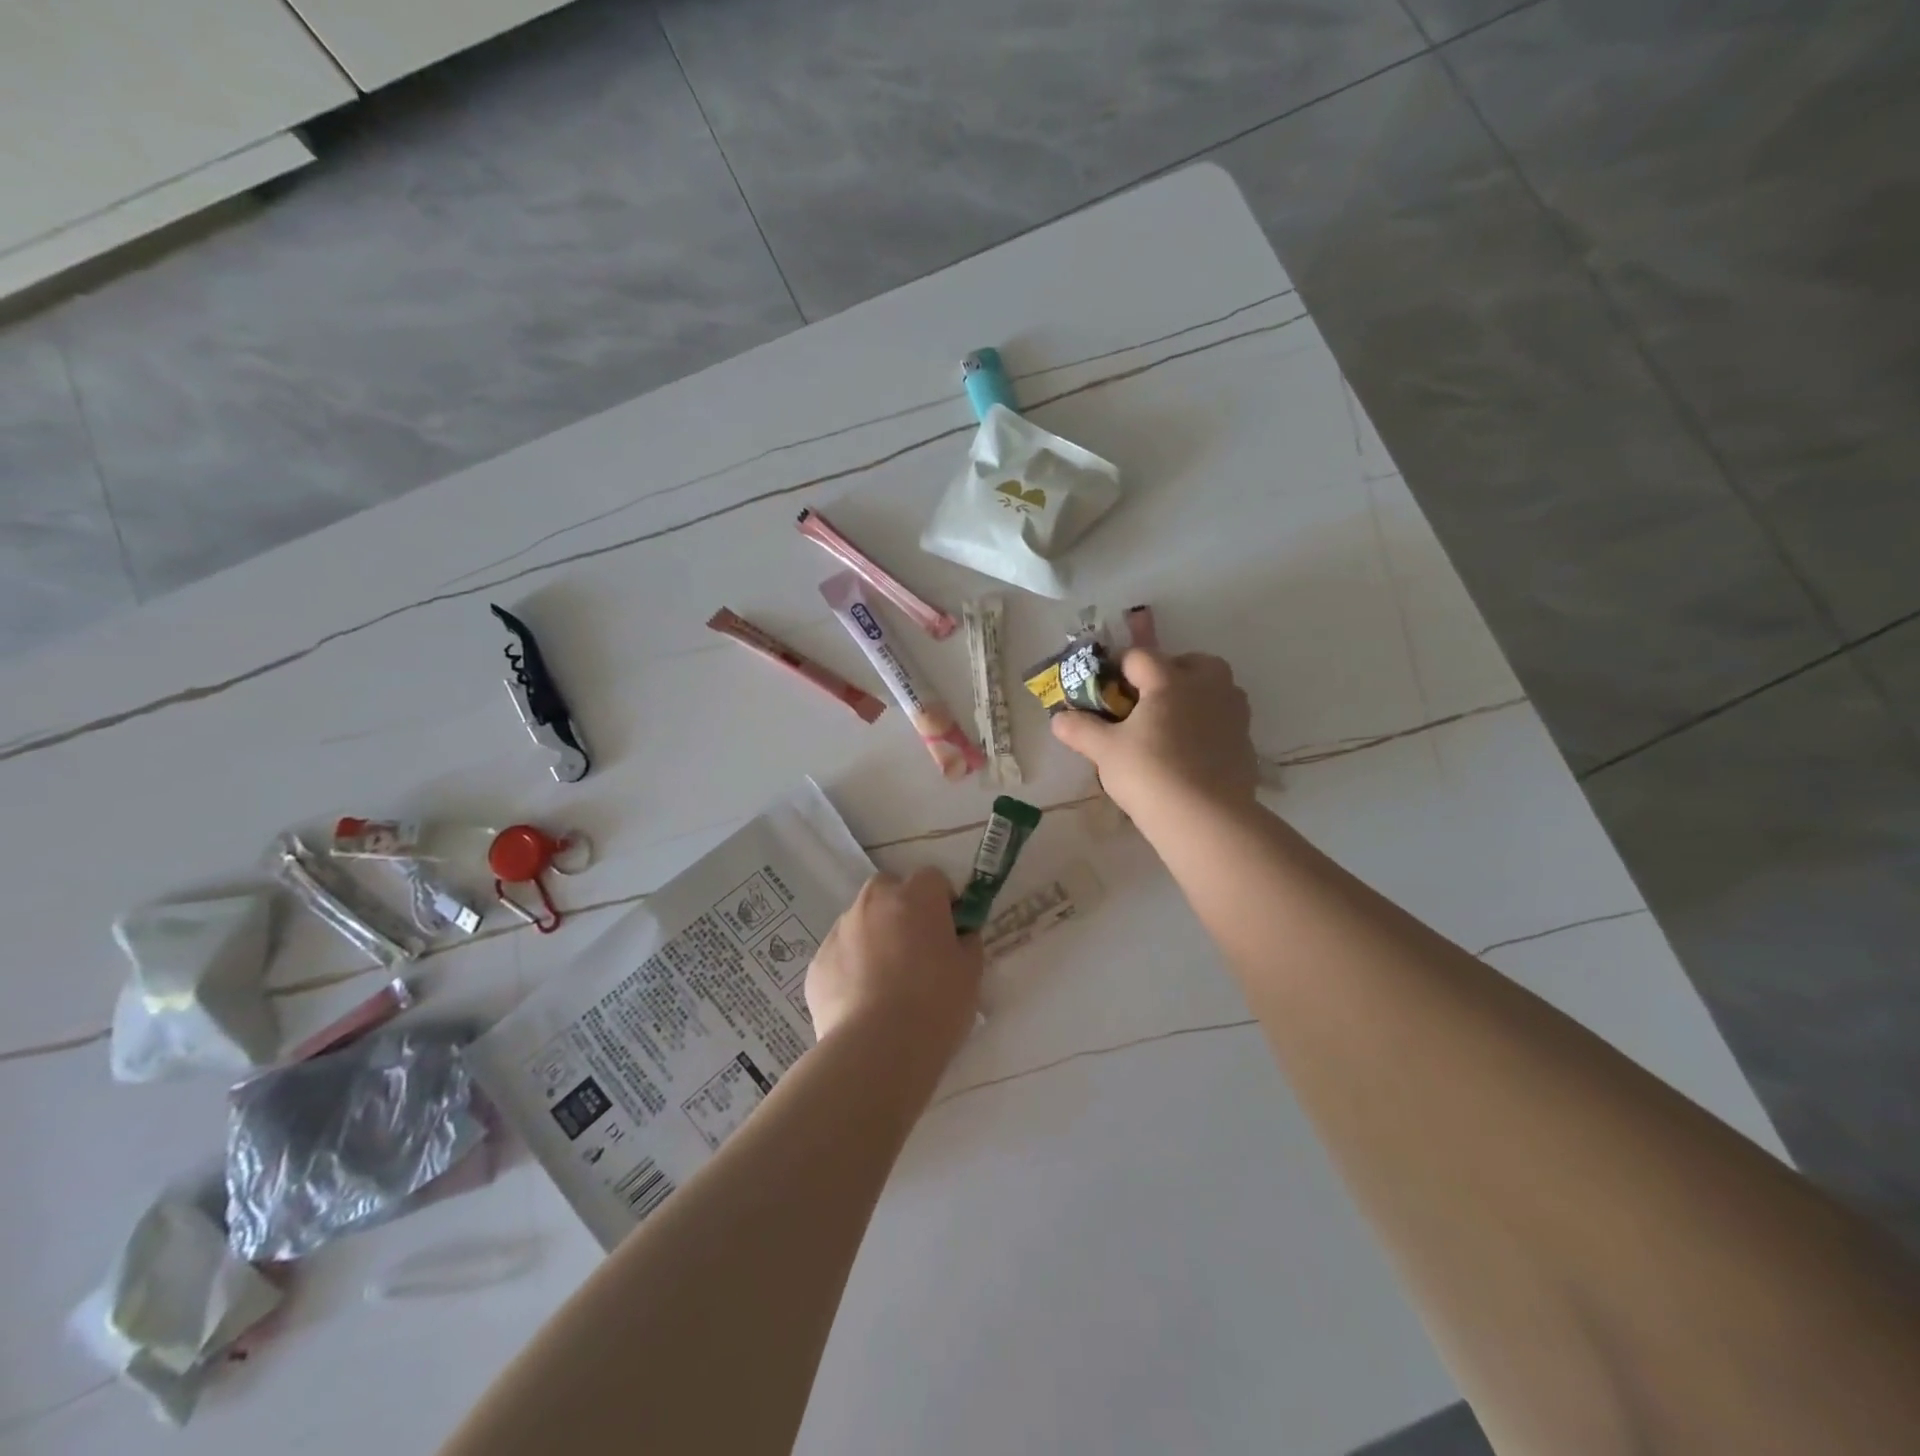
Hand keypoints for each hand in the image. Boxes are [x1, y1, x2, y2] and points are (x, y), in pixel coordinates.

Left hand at [806, 868, 983, 1054]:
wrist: (877, 1050)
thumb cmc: (935, 1006)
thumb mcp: (970, 973)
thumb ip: (966, 943)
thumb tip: (959, 936)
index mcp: (915, 897)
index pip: (932, 878)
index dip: (943, 900)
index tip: (950, 928)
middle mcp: (873, 903)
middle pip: (889, 888)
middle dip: (901, 907)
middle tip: (915, 947)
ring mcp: (840, 930)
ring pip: (861, 920)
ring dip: (874, 936)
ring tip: (885, 980)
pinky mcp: (818, 962)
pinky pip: (840, 954)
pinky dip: (851, 966)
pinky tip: (862, 1000)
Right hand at [1051, 649, 1257, 827]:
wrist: (1206, 818)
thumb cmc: (1149, 774)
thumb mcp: (1104, 751)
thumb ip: (1080, 729)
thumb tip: (1057, 718)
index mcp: (1170, 680)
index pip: (1140, 656)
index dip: (1118, 668)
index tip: (1105, 690)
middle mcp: (1207, 686)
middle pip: (1190, 662)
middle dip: (1168, 673)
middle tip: (1145, 702)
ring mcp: (1233, 713)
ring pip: (1214, 688)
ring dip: (1194, 696)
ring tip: (1169, 725)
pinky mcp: (1246, 742)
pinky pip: (1224, 719)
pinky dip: (1208, 725)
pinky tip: (1190, 753)